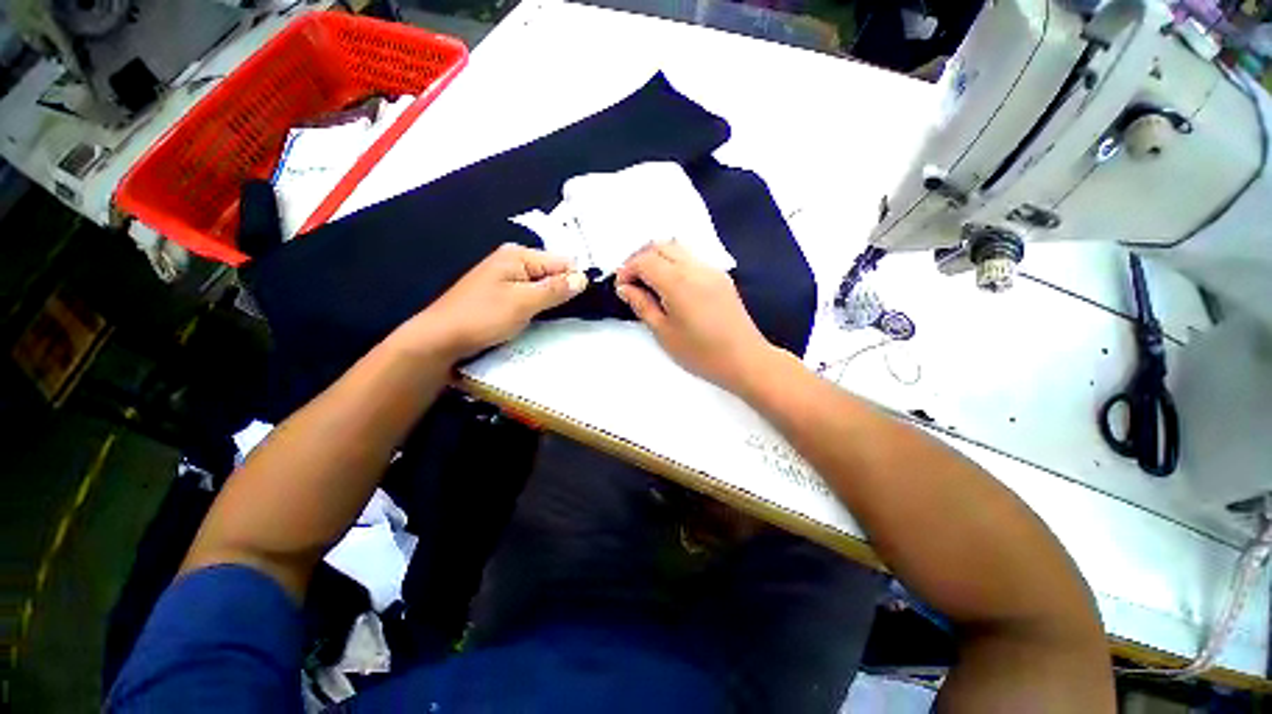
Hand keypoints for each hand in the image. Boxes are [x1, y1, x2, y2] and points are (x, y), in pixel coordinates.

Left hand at [397, 244, 586, 360]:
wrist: (441, 338)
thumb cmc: (483, 317)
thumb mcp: (524, 302)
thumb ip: (555, 289)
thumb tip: (583, 278)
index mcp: (518, 255)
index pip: (562, 262)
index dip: (575, 281)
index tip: (587, 302)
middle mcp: (513, 261)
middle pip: (553, 273)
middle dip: (563, 291)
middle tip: (572, 314)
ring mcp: (507, 278)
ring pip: (543, 287)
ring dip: (551, 301)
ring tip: (556, 318)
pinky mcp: (503, 294)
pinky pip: (531, 296)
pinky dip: (539, 306)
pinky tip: (539, 319)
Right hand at [615, 241, 776, 390]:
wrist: (745, 359)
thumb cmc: (701, 353)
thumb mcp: (664, 332)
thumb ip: (642, 305)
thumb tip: (625, 288)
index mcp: (678, 282)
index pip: (644, 260)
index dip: (627, 269)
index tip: (620, 287)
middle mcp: (695, 268)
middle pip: (660, 246)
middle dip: (640, 259)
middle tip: (631, 281)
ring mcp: (711, 270)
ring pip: (677, 249)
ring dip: (657, 258)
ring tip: (649, 283)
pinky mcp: (721, 277)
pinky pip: (691, 259)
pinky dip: (674, 264)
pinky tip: (671, 286)